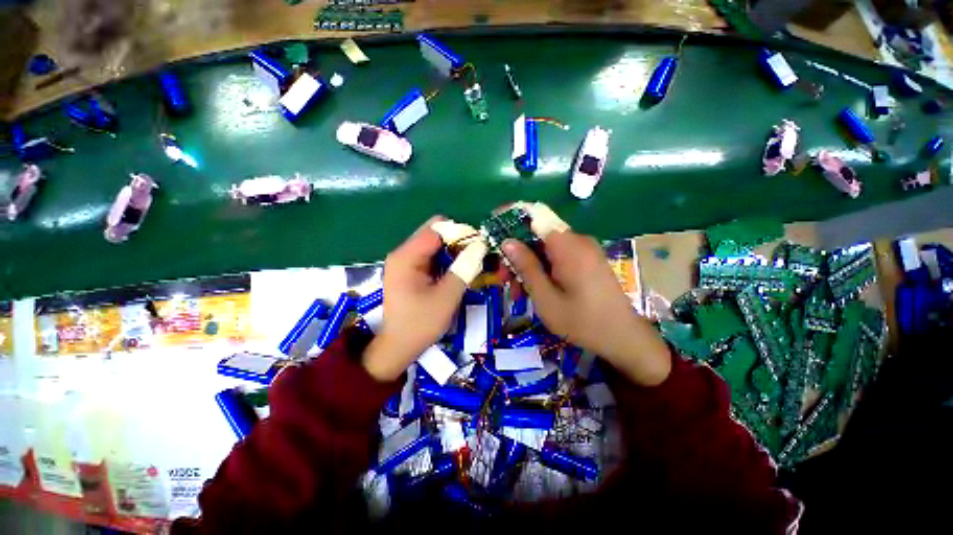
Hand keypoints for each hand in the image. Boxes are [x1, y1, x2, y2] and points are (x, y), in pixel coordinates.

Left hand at [363, 217, 467, 381]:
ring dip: (453, 250)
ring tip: (470, 263)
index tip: (479, 245)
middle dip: (457, 241)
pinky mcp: (409, 270)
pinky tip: (457, 270)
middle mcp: (403, 253)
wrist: (398, 346)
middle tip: (476, 255)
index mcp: (407, 257)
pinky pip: (431, 255)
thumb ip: (464, 269)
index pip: (436, 228)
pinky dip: (446, 259)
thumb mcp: (447, 297)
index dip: (460, 232)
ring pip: (434, 244)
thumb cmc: (420, 324)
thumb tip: (481, 246)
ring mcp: (405, 261)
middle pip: (434, 232)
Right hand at [502, 230, 671, 385]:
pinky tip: (535, 290)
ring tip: (516, 292)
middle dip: (516, 253)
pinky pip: (558, 257)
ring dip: (528, 265)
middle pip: (538, 235)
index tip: (492, 230)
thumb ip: (526, 267)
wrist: (623, 338)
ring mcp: (584, 250)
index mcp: (568, 245)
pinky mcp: (587, 261)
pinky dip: (543, 269)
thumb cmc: (582, 321)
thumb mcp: (545, 297)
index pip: (534, 217)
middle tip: (502, 278)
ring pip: (546, 248)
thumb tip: (507, 242)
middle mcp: (577, 241)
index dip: (511, 219)